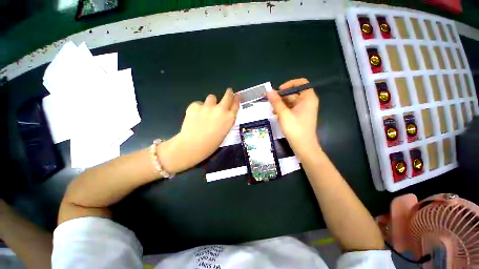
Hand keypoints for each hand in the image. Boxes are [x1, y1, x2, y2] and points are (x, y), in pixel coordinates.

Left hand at [159, 88, 239, 173]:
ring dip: (211, 102)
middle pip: (227, 96)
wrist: (193, 145)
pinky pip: (198, 103)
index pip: (236, 104)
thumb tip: (223, 115)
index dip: (237, 98)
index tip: (237, 94)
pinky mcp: (195, 105)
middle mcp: (221, 109)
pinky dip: (198, 108)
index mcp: (229, 118)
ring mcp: (208, 106)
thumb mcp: (224, 132)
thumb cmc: (211, 144)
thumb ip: (225, 121)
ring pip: (212, 97)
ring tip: (206, 110)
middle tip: (229, 91)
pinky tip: (195, 116)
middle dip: (229, 93)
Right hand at [266, 78, 319, 156]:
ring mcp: (304, 110)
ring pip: (291, 102)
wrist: (303, 146)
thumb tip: (269, 91)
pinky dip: (283, 110)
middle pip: (294, 93)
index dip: (289, 84)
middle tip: (270, 102)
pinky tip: (275, 114)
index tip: (279, 91)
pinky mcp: (300, 116)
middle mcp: (307, 102)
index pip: (301, 83)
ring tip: (272, 110)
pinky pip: (291, 109)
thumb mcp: (283, 114)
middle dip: (281, 96)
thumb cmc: (295, 128)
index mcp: (308, 98)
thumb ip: (276, 102)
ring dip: (281, 104)